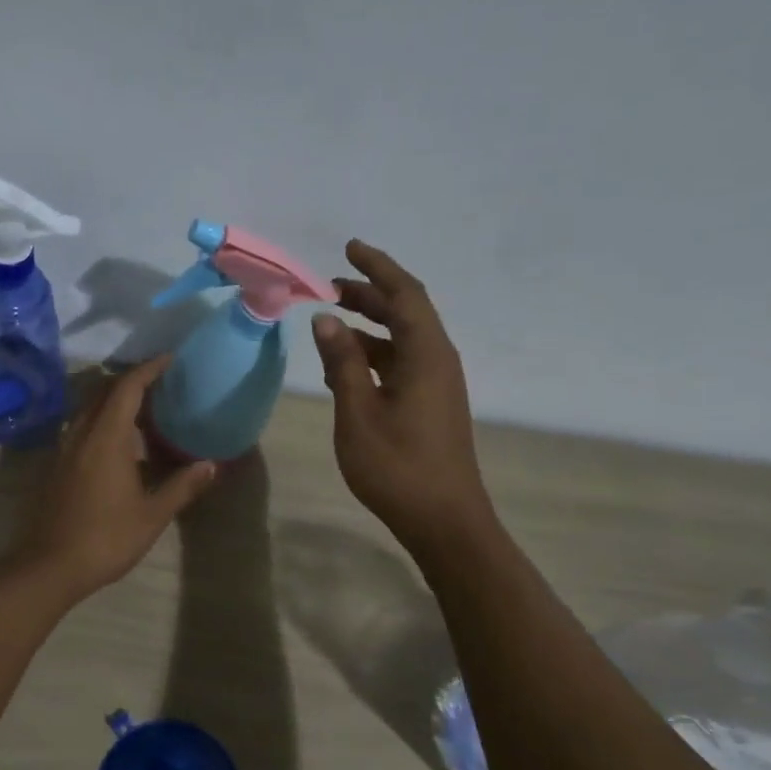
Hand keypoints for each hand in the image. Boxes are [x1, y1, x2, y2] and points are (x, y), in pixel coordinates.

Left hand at [11, 355, 217, 601]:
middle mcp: (81, 434)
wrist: (49, 566)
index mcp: (106, 438)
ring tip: (142, 407)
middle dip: (131, 380)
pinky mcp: (56, 465)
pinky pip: (80, 426)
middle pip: (103, 391)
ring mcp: (64, 449)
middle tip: (160, 382)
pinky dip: (101, 419)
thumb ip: (182, 486)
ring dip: (113, 399)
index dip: (148, 369)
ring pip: (88, 408)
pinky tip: (117, 440)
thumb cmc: (105, 538)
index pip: (127, 388)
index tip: (169, 359)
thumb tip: (212, 464)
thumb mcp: (151, 515)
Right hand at [311, 239, 494, 550]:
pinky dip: (373, 353)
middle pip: (406, 311)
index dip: (378, 268)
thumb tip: (326, 318)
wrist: (444, 521)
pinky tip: (345, 364)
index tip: (350, 248)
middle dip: (370, 293)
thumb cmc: (398, 467)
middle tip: (330, 286)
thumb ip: (342, 363)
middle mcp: (437, 360)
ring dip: (369, 324)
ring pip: (402, 338)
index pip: (405, 294)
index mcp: (426, 355)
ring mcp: (436, 383)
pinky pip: (401, 362)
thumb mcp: (358, 413)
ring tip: (331, 320)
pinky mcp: (431, 403)